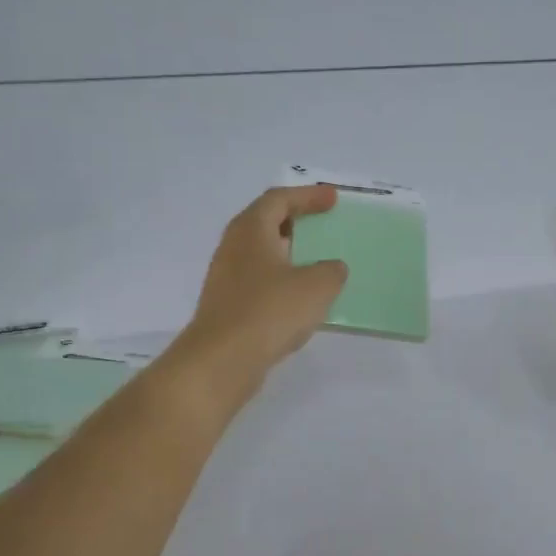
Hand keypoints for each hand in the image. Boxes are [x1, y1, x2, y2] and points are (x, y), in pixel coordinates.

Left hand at [171, 186, 347, 402]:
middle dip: (295, 220)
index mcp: (252, 229)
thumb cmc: (270, 311)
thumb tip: (332, 268)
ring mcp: (227, 277)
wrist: (222, 359)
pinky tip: (299, 297)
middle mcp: (234, 246)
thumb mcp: (317, 286)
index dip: (308, 196)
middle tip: (322, 223)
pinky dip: (281, 279)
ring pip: (261, 253)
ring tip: (316, 260)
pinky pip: (259, 280)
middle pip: (265, 221)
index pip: (279, 199)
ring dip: (288, 252)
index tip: (333, 199)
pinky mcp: (228, 304)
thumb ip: (331, 271)